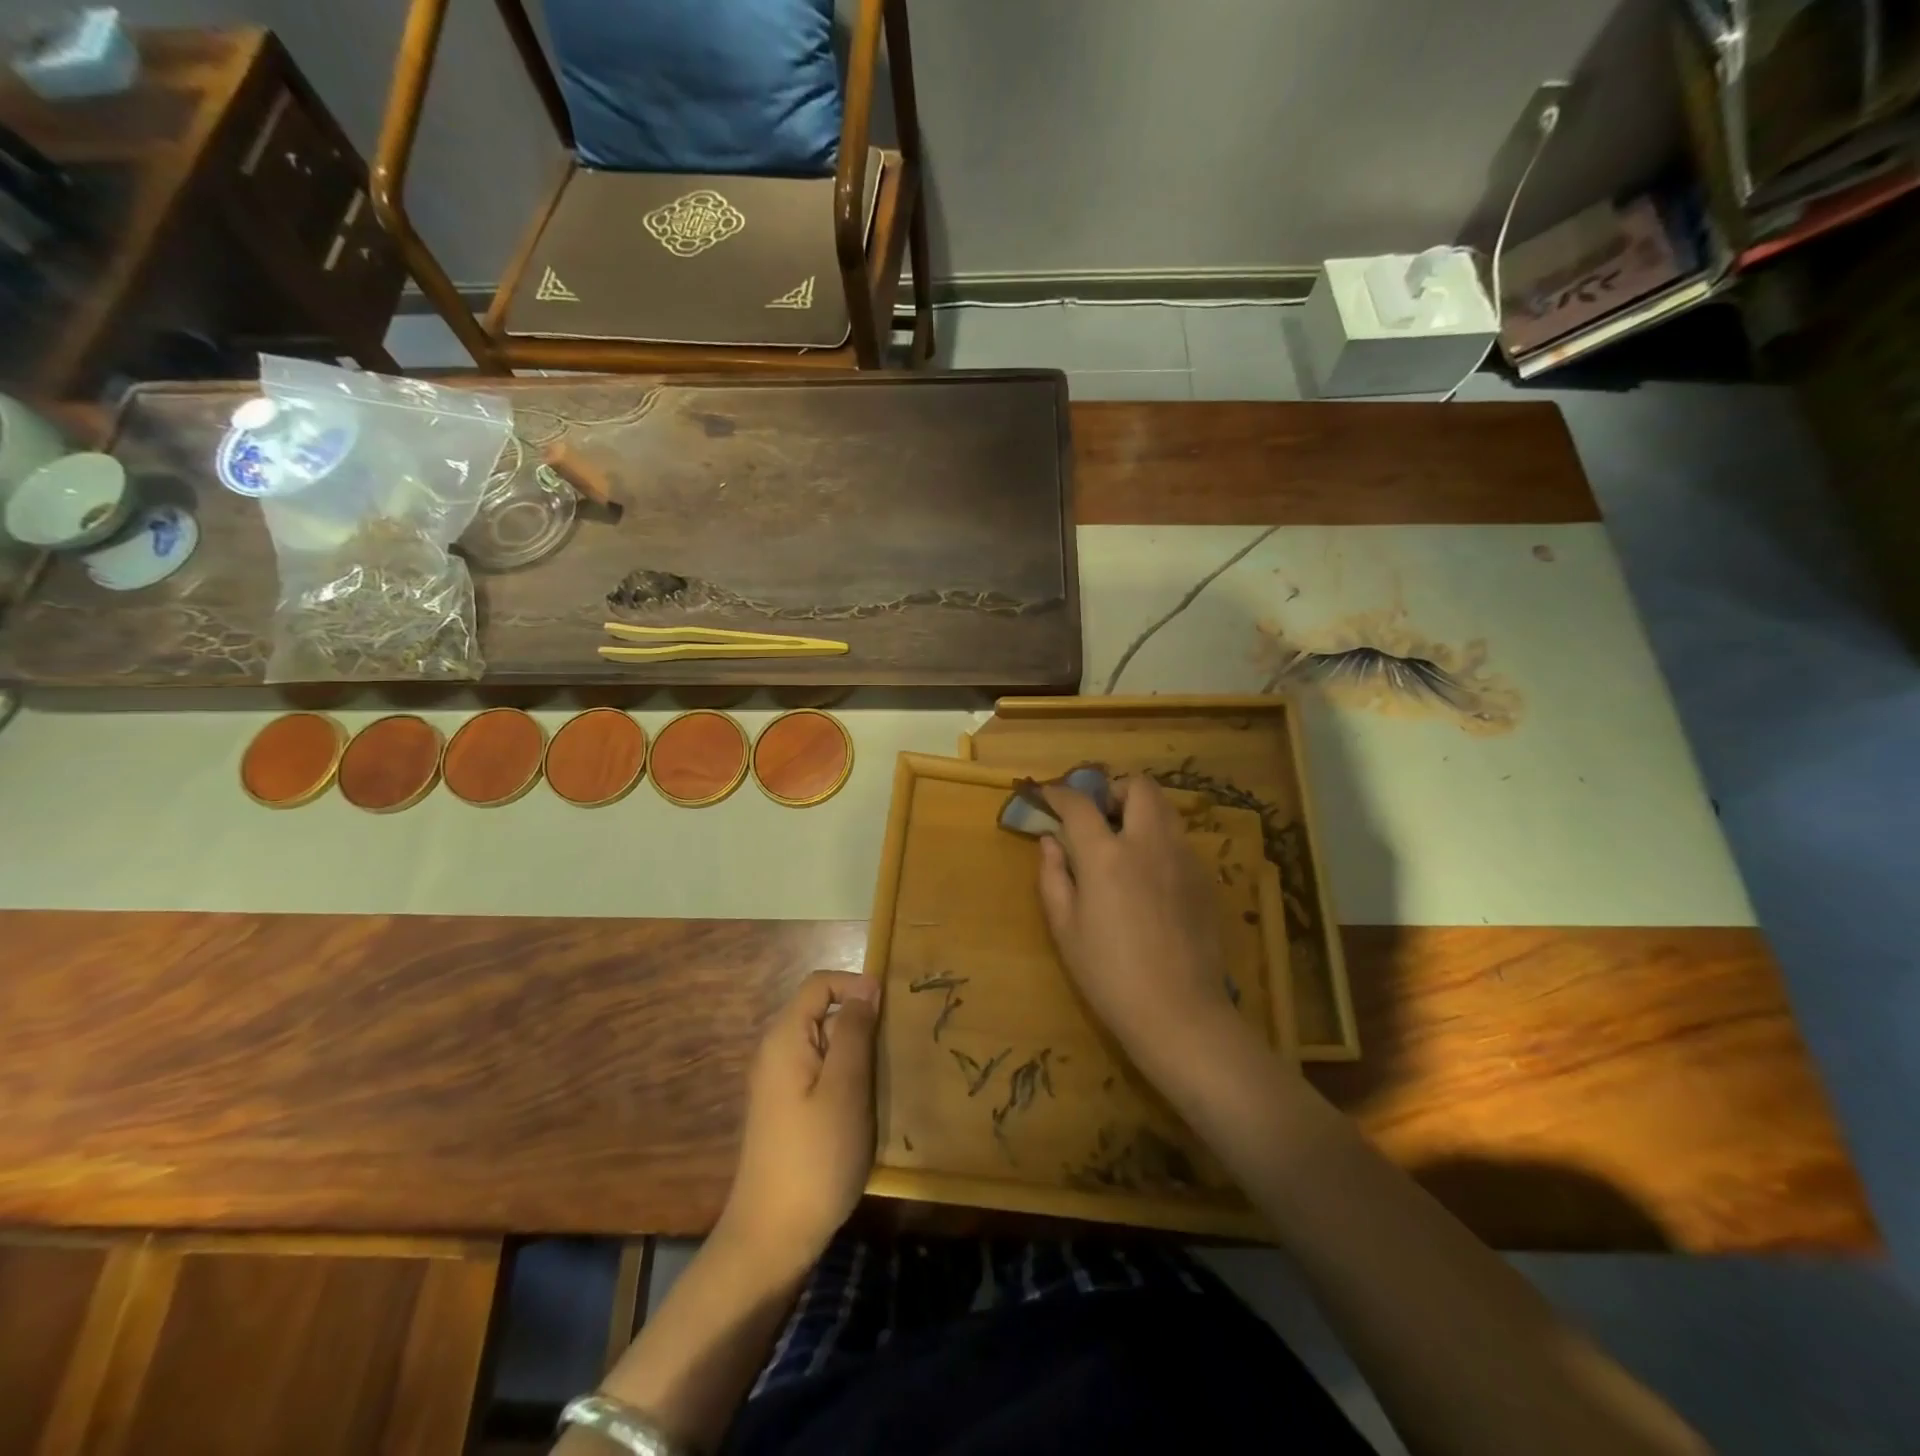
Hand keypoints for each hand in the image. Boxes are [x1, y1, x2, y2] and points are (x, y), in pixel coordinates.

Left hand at [718, 970, 879, 1280]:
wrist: (771, 1238)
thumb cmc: (815, 1157)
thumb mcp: (846, 1088)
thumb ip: (854, 1031)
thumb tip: (866, 984)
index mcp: (785, 1038)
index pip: (819, 984)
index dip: (856, 985)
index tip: (891, 1010)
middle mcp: (776, 1052)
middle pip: (822, 1013)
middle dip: (860, 1023)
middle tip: (894, 1052)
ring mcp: (779, 1083)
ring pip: (825, 1046)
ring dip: (857, 1056)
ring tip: (886, 1082)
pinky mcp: (786, 1111)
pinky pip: (820, 1075)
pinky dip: (846, 1080)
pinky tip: (865, 1109)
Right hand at [1037, 775, 1248, 1078]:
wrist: (1180, 1013)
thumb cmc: (1109, 975)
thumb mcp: (1065, 929)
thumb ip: (1053, 876)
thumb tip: (1050, 842)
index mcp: (1107, 855)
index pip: (1079, 804)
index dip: (1059, 793)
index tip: (1047, 796)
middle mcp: (1149, 843)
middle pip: (1139, 787)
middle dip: (1114, 790)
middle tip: (1099, 816)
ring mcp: (1184, 858)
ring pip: (1165, 809)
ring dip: (1141, 811)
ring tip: (1124, 842)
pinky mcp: (1205, 878)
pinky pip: (1180, 840)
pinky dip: (1159, 840)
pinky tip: (1150, 877)